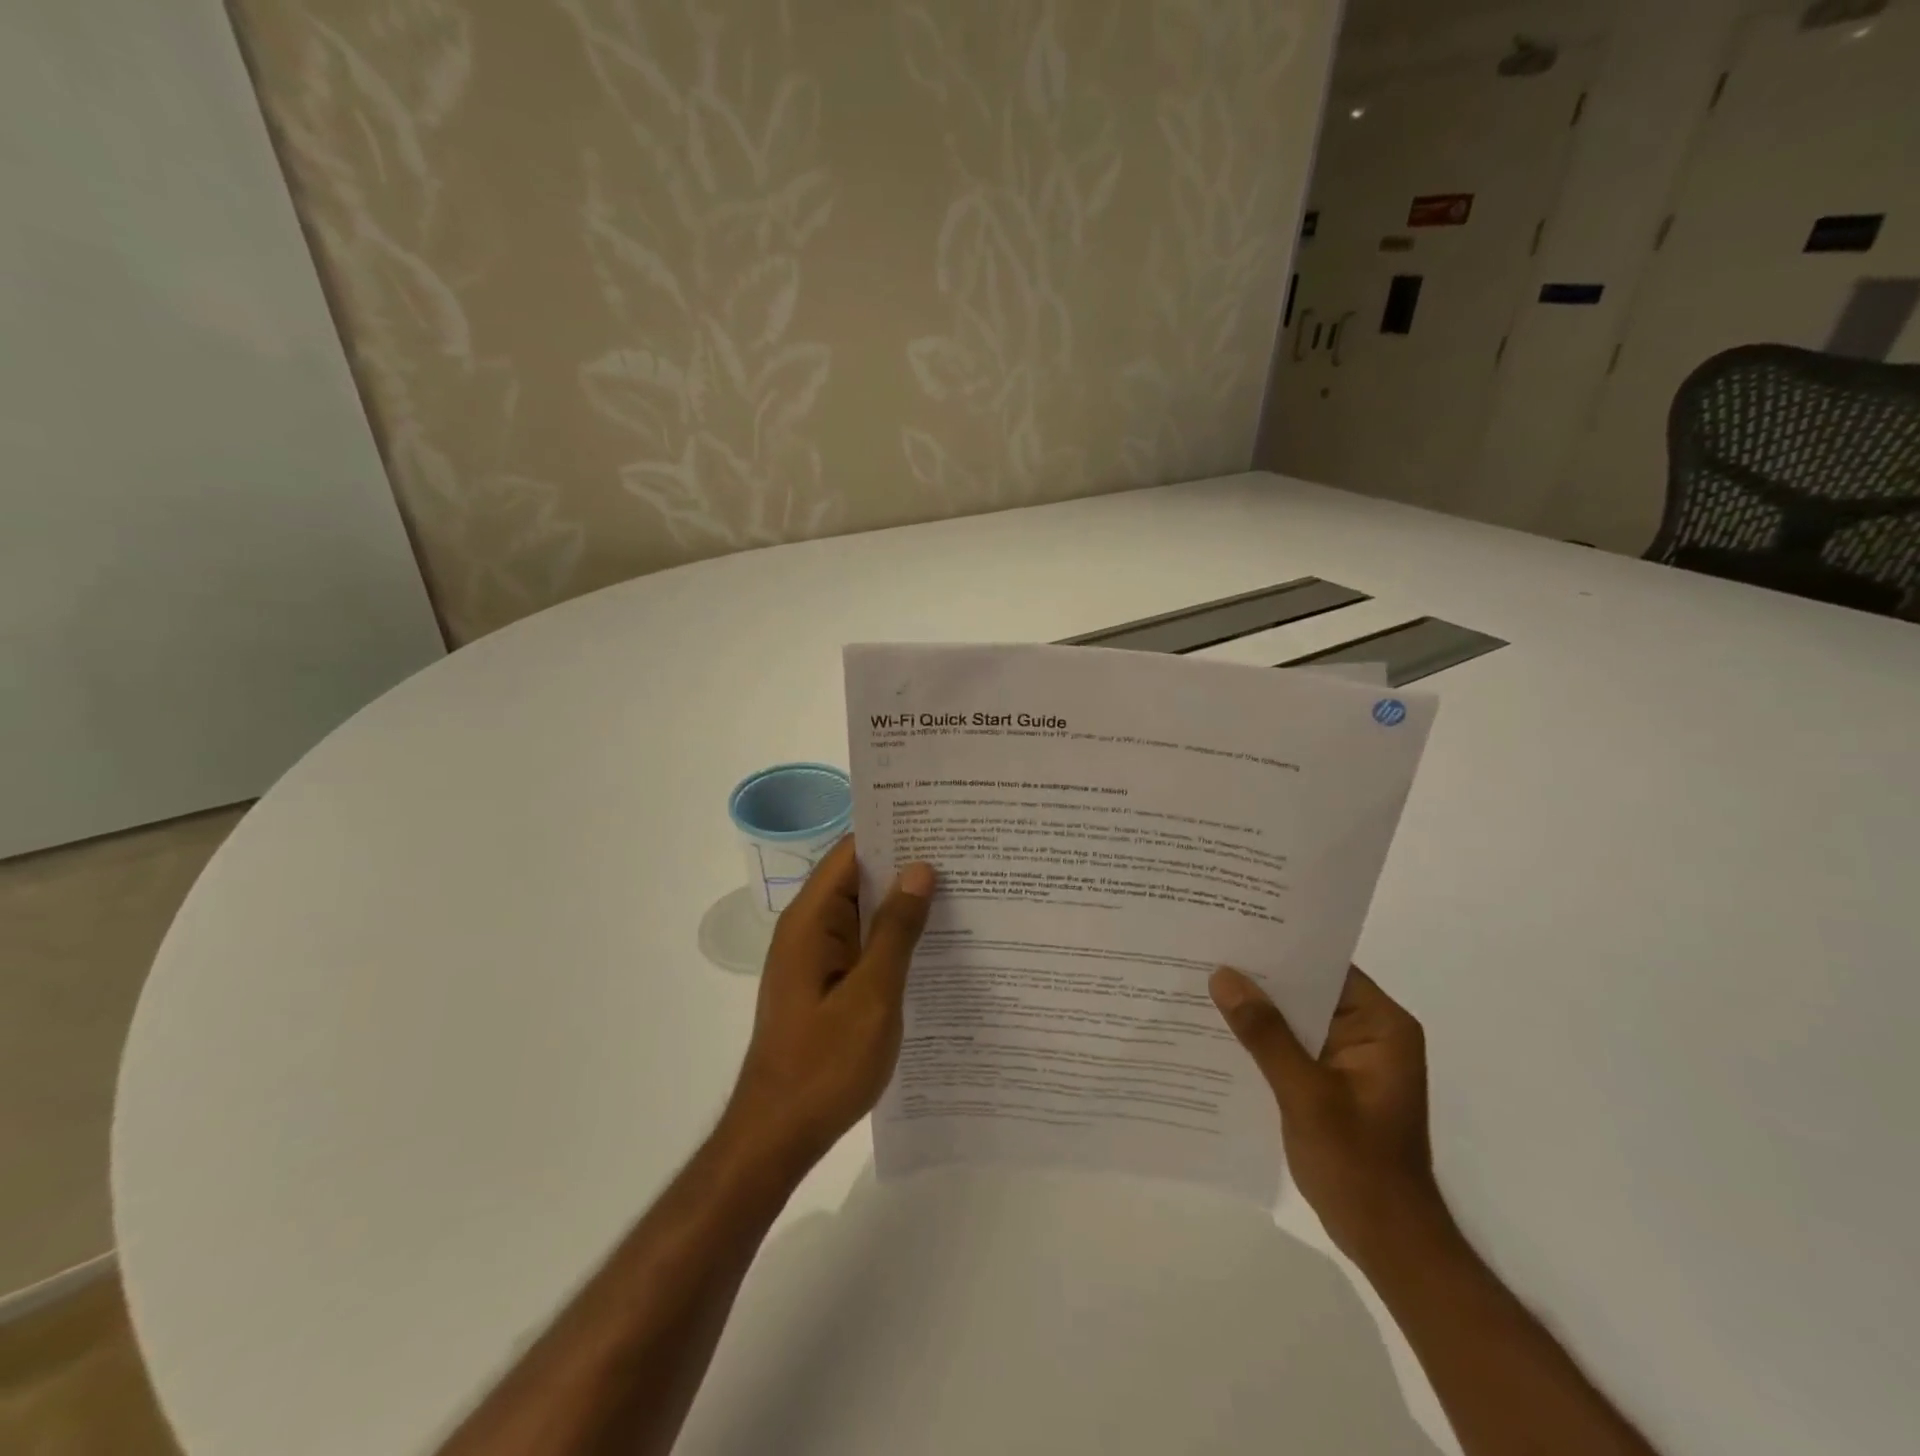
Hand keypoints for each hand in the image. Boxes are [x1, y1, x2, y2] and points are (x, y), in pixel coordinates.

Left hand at [720, 837, 935, 1176]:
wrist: (778, 1134)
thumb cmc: (824, 1064)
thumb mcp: (872, 995)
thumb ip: (896, 930)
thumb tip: (920, 869)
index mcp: (812, 920)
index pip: (852, 852)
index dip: (894, 832)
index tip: (941, 824)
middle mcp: (810, 929)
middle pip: (859, 878)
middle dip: (907, 866)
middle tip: (966, 857)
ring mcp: (816, 957)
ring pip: (864, 913)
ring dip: (903, 904)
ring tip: (963, 891)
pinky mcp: (826, 984)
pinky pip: (863, 944)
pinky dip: (894, 937)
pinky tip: (935, 942)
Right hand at [1210, 965, 1447, 1262]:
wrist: (1388, 1243)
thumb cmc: (1357, 1166)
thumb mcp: (1307, 1095)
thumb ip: (1266, 1034)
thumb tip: (1223, 976)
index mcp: (1381, 1026)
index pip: (1327, 966)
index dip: (1280, 946)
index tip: (1231, 928)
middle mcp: (1370, 1032)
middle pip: (1308, 988)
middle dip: (1260, 976)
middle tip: (1205, 949)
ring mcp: (1350, 1058)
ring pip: (1296, 1017)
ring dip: (1257, 1007)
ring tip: (1201, 981)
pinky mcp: (1331, 1081)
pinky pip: (1292, 1044)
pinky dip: (1261, 1038)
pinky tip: (1219, 1031)